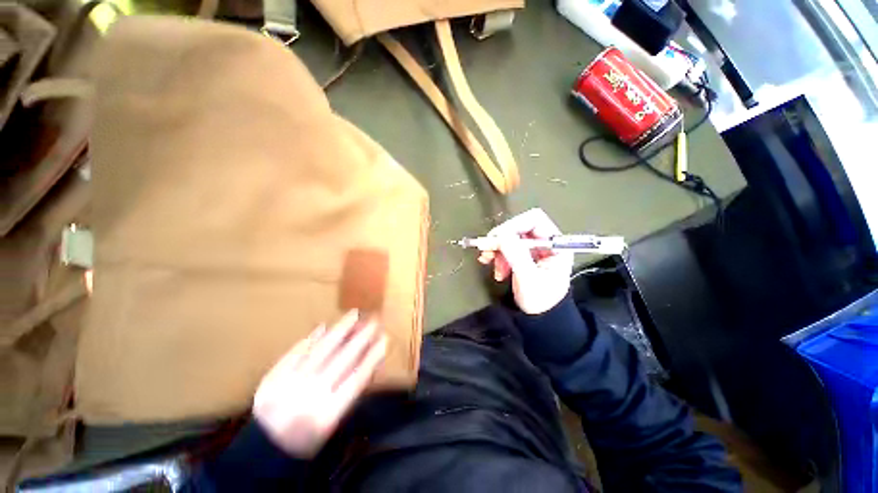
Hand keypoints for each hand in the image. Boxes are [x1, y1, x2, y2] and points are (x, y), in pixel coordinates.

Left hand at [253, 310, 386, 457]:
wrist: (264, 449)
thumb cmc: (307, 438)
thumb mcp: (333, 423)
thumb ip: (349, 392)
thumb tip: (368, 361)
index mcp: (329, 414)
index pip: (358, 378)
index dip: (373, 356)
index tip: (384, 339)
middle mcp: (311, 396)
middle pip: (342, 360)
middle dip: (361, 337)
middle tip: (374, 320)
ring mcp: (289, 385)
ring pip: (321, 350)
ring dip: (340, 330)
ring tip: (353, 314)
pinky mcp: (272, 378)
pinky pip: (295, 352)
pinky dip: (311, 339)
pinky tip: (323, 326)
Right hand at [477, 209, 572, 314]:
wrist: (540, 321)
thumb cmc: (540, 301)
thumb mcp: (528, 278)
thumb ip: (516, 255)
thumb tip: (501, 235)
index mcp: (556, 245)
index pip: (535, 220)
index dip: (514, 225)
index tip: (497, 238)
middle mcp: (545, 243)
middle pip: (519, 228)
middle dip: (501, 239)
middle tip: (486, 250)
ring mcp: (533, 250)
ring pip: (510, 238)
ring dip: (497, 249)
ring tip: (488, 262)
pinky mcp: (523, 256)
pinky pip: (507, 248)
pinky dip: (497, 256)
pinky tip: (495, 269)